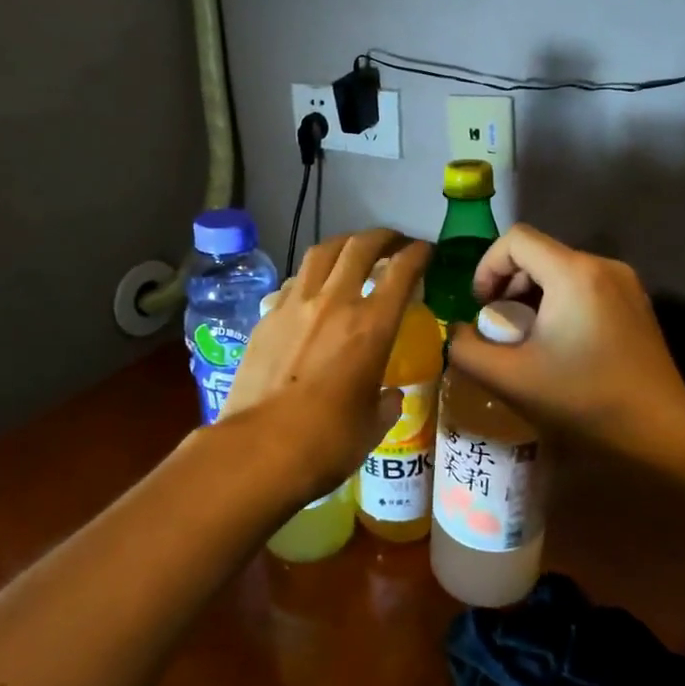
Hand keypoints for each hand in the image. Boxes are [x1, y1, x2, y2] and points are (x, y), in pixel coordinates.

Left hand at [222, 229, 431, 502]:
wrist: (260, 449)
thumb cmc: (328, 442)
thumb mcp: (373, 425)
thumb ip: (385, 402)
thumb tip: (388, 395)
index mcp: (372, 326)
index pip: (401, 271)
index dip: (417, 253)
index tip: (425, 250)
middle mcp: (335, 302)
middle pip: (360, 246)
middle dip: (382, 236)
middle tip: (393, 241)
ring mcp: (296, 305)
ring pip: (321, 253)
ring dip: (343, 244)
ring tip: (352, 251)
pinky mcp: (267, 317)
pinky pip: (295, 281)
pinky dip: (312, 274)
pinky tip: (313, 287)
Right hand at [447, 223, 684, 451]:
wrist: (662, 435)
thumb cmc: (584, 401)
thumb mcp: (509, 379)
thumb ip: (466, 350)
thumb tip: (457, 333)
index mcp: (573, 273)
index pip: (515, 240)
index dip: (486, 266)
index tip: (480, 308)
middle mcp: (602, 266)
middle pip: (538, 254)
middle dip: (507, 285)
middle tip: (498, 329)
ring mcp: (625, 283)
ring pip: (561, 271)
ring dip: (532, 297)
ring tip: (525, 341)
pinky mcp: (636, 304)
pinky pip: (585, 287)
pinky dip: (559, 304)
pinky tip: (559, 346)